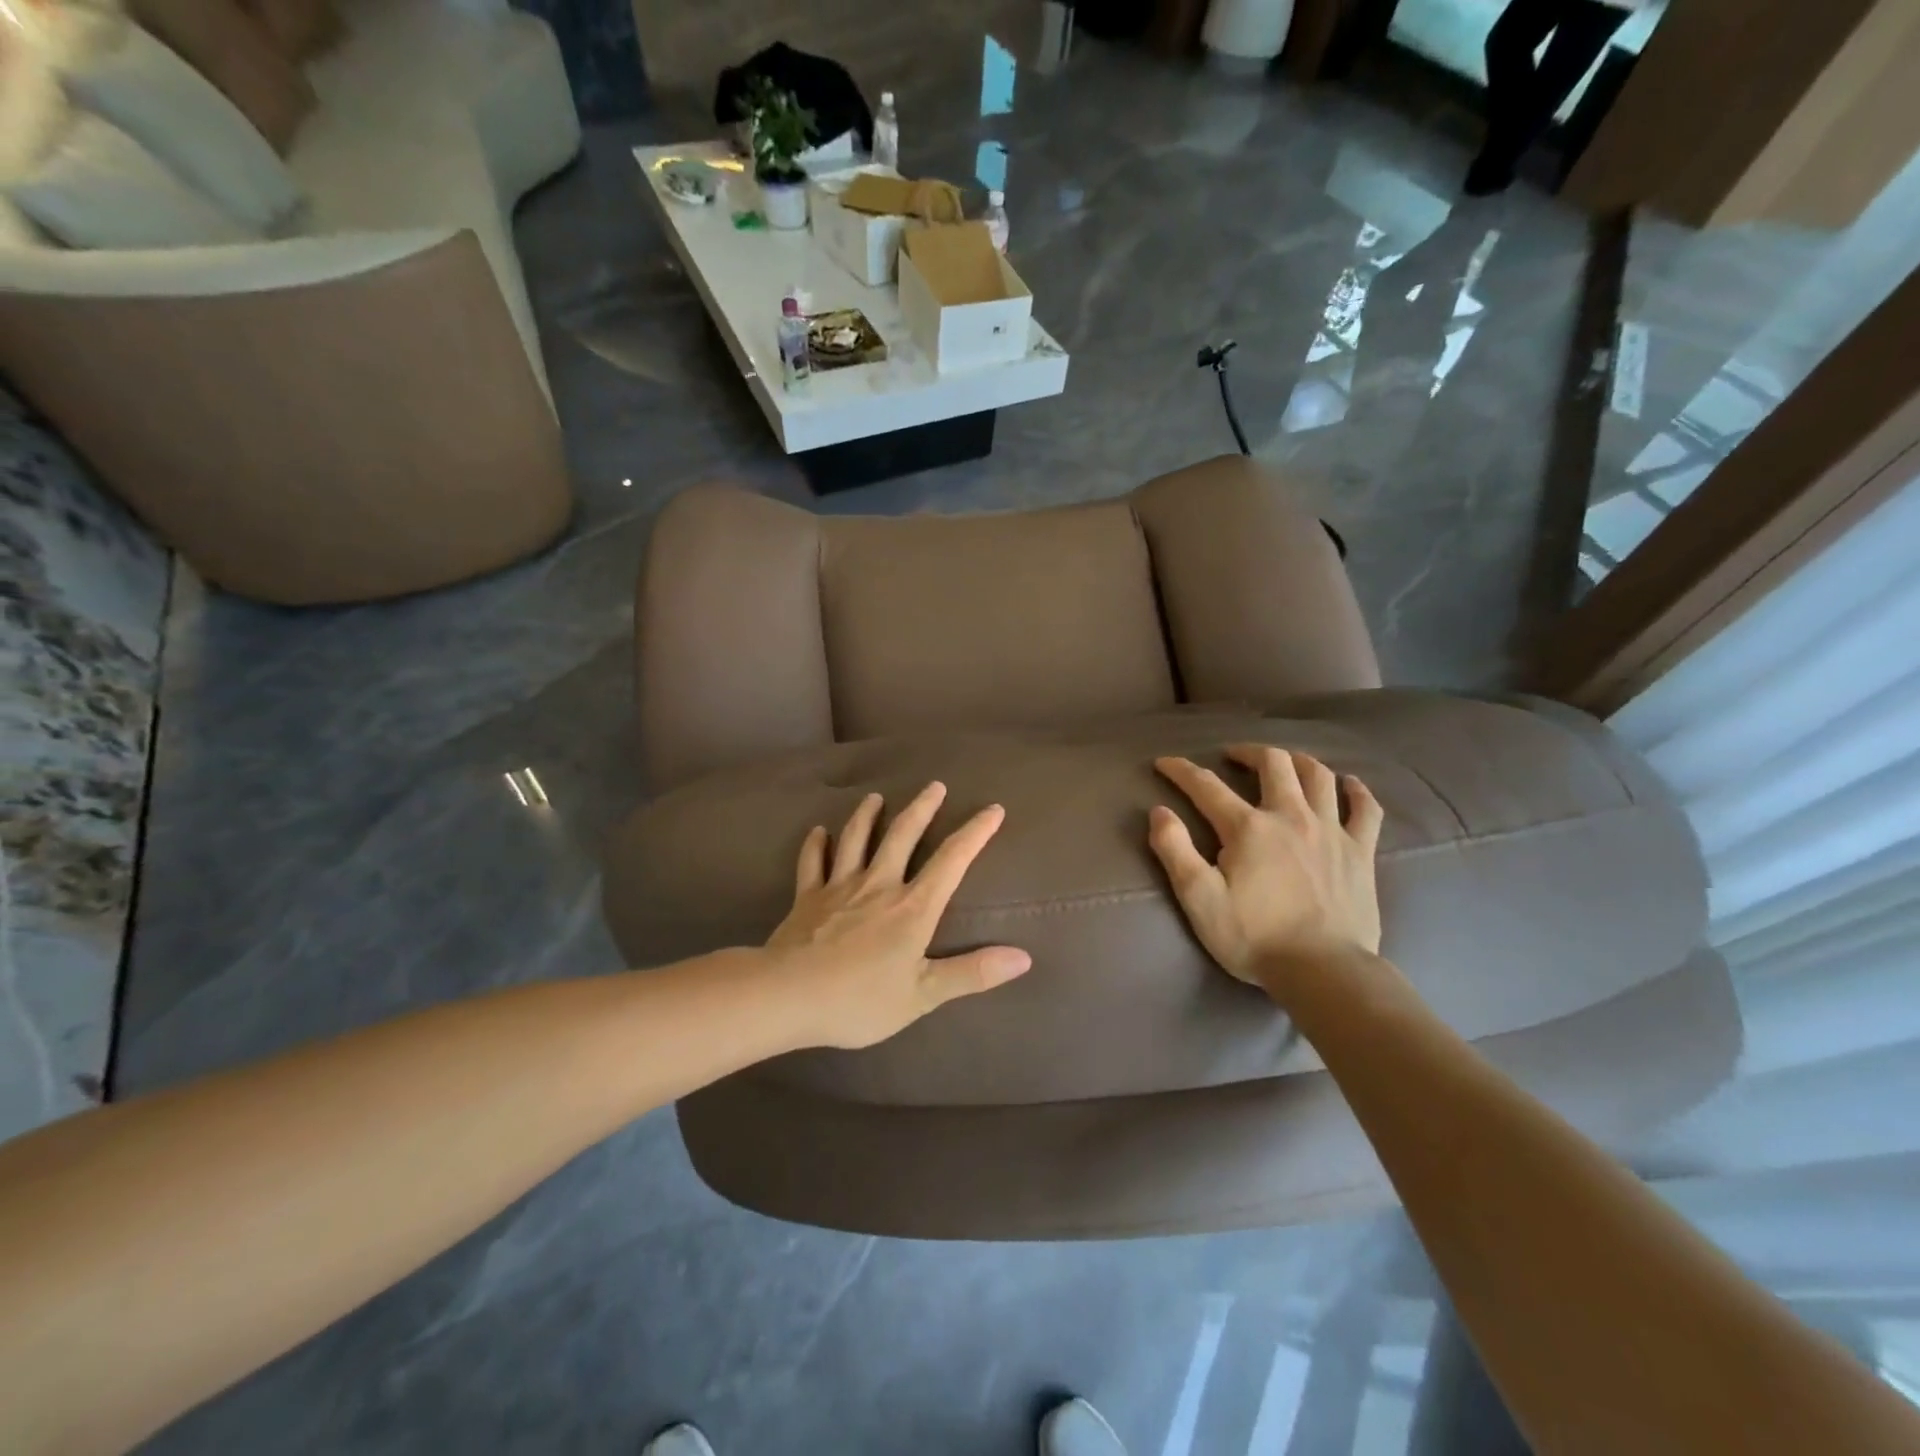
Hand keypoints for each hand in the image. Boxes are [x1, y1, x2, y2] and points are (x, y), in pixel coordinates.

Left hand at [767, 783, 1032, 1048]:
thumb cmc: (860, 1000)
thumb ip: (972, 973)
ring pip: (856, 839)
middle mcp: (878, 885)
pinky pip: (812, 862)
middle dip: (922, 808)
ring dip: (867, 815)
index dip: (975, 833)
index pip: (951, 860)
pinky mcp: (807, 896)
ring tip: (876, 797)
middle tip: (935, 785)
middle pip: (903, 835)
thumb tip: (1023, 958)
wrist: (787, 996)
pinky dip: (816, 844)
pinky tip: (818, 831)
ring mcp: (839, 886)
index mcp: (912, 908)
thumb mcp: (923, 995)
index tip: (993, 809)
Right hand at [1148, 745, 1384, 997]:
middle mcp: (1291, 816)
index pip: (1206, 786)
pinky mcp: (1361, 851)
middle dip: (1248, 752)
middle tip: (1233, 756)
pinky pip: (1365, 808)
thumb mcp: (1199, 899)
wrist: (1324, 971)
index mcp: (1248, 828)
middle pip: (1273, 764)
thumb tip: (1159, 812)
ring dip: (1297, 761)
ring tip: (1283, 763)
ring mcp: (1331, 831)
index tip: (1164, 763)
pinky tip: (1348, 784)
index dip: (1181, 770)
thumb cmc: (1255, 938)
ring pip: (1318, 775)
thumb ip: (1174, 851)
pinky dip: (1356, 790)